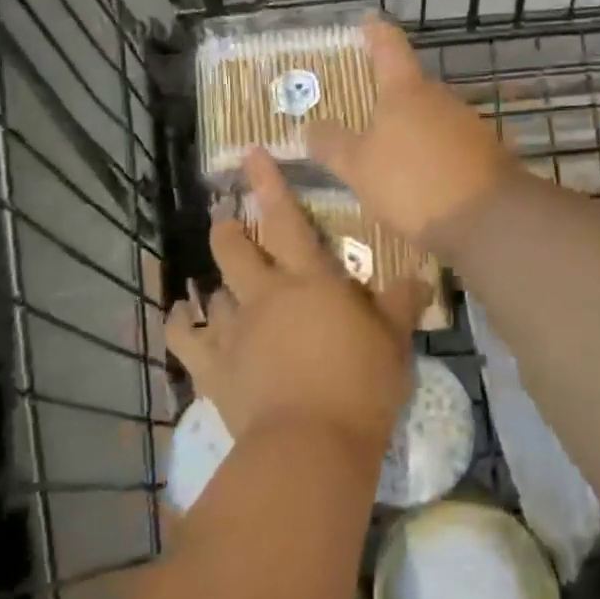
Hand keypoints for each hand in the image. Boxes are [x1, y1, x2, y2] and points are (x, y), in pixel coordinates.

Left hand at [165, 149, 426, 454]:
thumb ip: (400, 304)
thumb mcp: (393, 342)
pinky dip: (182, 321)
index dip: (268, 184)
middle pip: (234, 248)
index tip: (249, 155)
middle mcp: (265, 295)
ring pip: (214, 290)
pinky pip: (186, 336)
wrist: (313, 444)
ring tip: (218, 282)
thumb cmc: (361, 385)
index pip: (286, 219)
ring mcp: (234, 331)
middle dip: (229, 229)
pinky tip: (184, 313)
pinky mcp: (213, 368)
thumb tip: (417, 277)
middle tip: (228, 221)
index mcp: (310, 281)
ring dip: (216, 281)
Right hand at [306, 19, 518, 248]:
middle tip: (364, 111)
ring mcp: (468, 125)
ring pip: (431, 119)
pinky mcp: (486, 154)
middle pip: (411, 87)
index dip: (375, 32)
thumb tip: (312, 127)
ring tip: (388, 156)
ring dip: (411, 131)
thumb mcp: (359, 168)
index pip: (388, 46)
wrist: (488, 220)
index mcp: (406, 91)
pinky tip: (420, 182)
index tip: (368, 20)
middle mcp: (440, 98)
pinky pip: (449, 147)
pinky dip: (432, 156)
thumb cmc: (413, 183)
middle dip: (389, 97)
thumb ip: (333, 145)